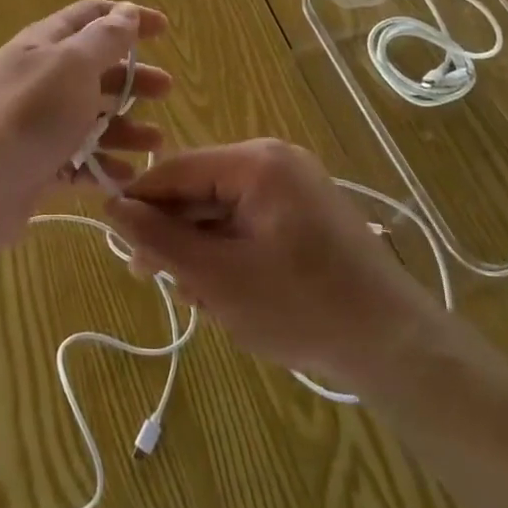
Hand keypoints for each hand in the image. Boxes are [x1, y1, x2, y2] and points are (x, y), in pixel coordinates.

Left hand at [0, 0, 169, 249]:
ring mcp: (36, 126)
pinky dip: (104, 166)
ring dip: (125, 127)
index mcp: (45, 45)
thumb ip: (103, 39)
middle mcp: (40, 80)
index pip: (91, 17)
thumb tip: (125, 12)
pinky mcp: (35, 167)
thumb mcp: (71, 65)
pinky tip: (128, 177)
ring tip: (156, 142)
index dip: (127, 18)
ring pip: (90, 119)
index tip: (164, 29)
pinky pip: (78, 162)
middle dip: (132, 77)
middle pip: (94, 70)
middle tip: (166, 89)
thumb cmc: (27, 113)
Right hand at [105, 140, 442, 388]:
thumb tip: (111, 207)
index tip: (117, 244)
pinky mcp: (305, 213)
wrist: (395, 346)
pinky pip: (248, 222)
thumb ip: (161, 241)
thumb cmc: (302, 308)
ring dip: (203, 252)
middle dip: (177, 237)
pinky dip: (231, 253)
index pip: (177, 169)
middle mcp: (274, 161)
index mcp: (256, 162)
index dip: (141, 204)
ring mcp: (294, 186)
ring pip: (222, 210)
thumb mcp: (218, 278)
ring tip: (204, 300)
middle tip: (160, 284)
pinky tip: (230, 294)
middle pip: (200, 189)